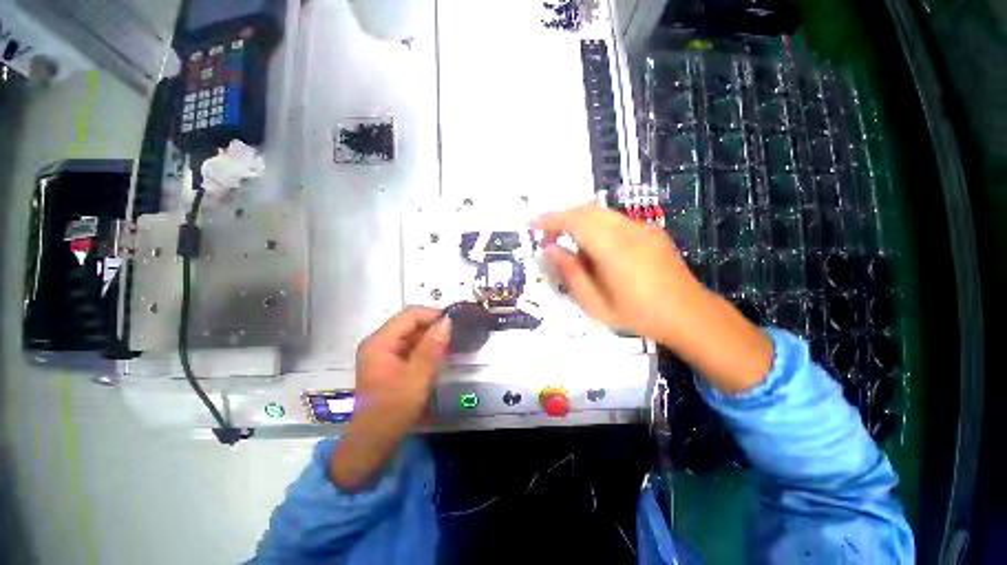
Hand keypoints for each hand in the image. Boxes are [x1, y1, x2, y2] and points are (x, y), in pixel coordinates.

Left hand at [330, 307, 450, 490]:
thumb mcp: (417, 377)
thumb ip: (432, 347)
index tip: (454, 321)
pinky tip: (437, 356)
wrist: (373, 442)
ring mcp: (382, 354)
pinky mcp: (388, 364)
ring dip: (430, 338)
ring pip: (411, 336)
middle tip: (455, 334)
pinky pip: (409, 348)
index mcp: (379, 342)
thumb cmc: (393, 409)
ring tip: (450, 345)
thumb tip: (447, 321)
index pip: (409, 315)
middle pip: (409, 324)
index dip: (433, 314)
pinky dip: (424, 349)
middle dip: (432, 327)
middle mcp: (378, 343)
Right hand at [533, 203, 771, 393]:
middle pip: (587, 210)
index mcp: (612, 249)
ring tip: (567, 240)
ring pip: (601, 212)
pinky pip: (615, 219)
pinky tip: (594, 245)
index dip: (550, 219)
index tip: (532, 223)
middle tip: (547, 234)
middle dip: (562, 217)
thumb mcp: (595, 303)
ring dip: (578, 219)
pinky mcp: (649, 230)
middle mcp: (627, 230)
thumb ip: (570, 273)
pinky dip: (595, 224)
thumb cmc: (637, 314)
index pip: (574, 221)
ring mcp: (641, 227)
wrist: (688, 314)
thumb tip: (549, 249)